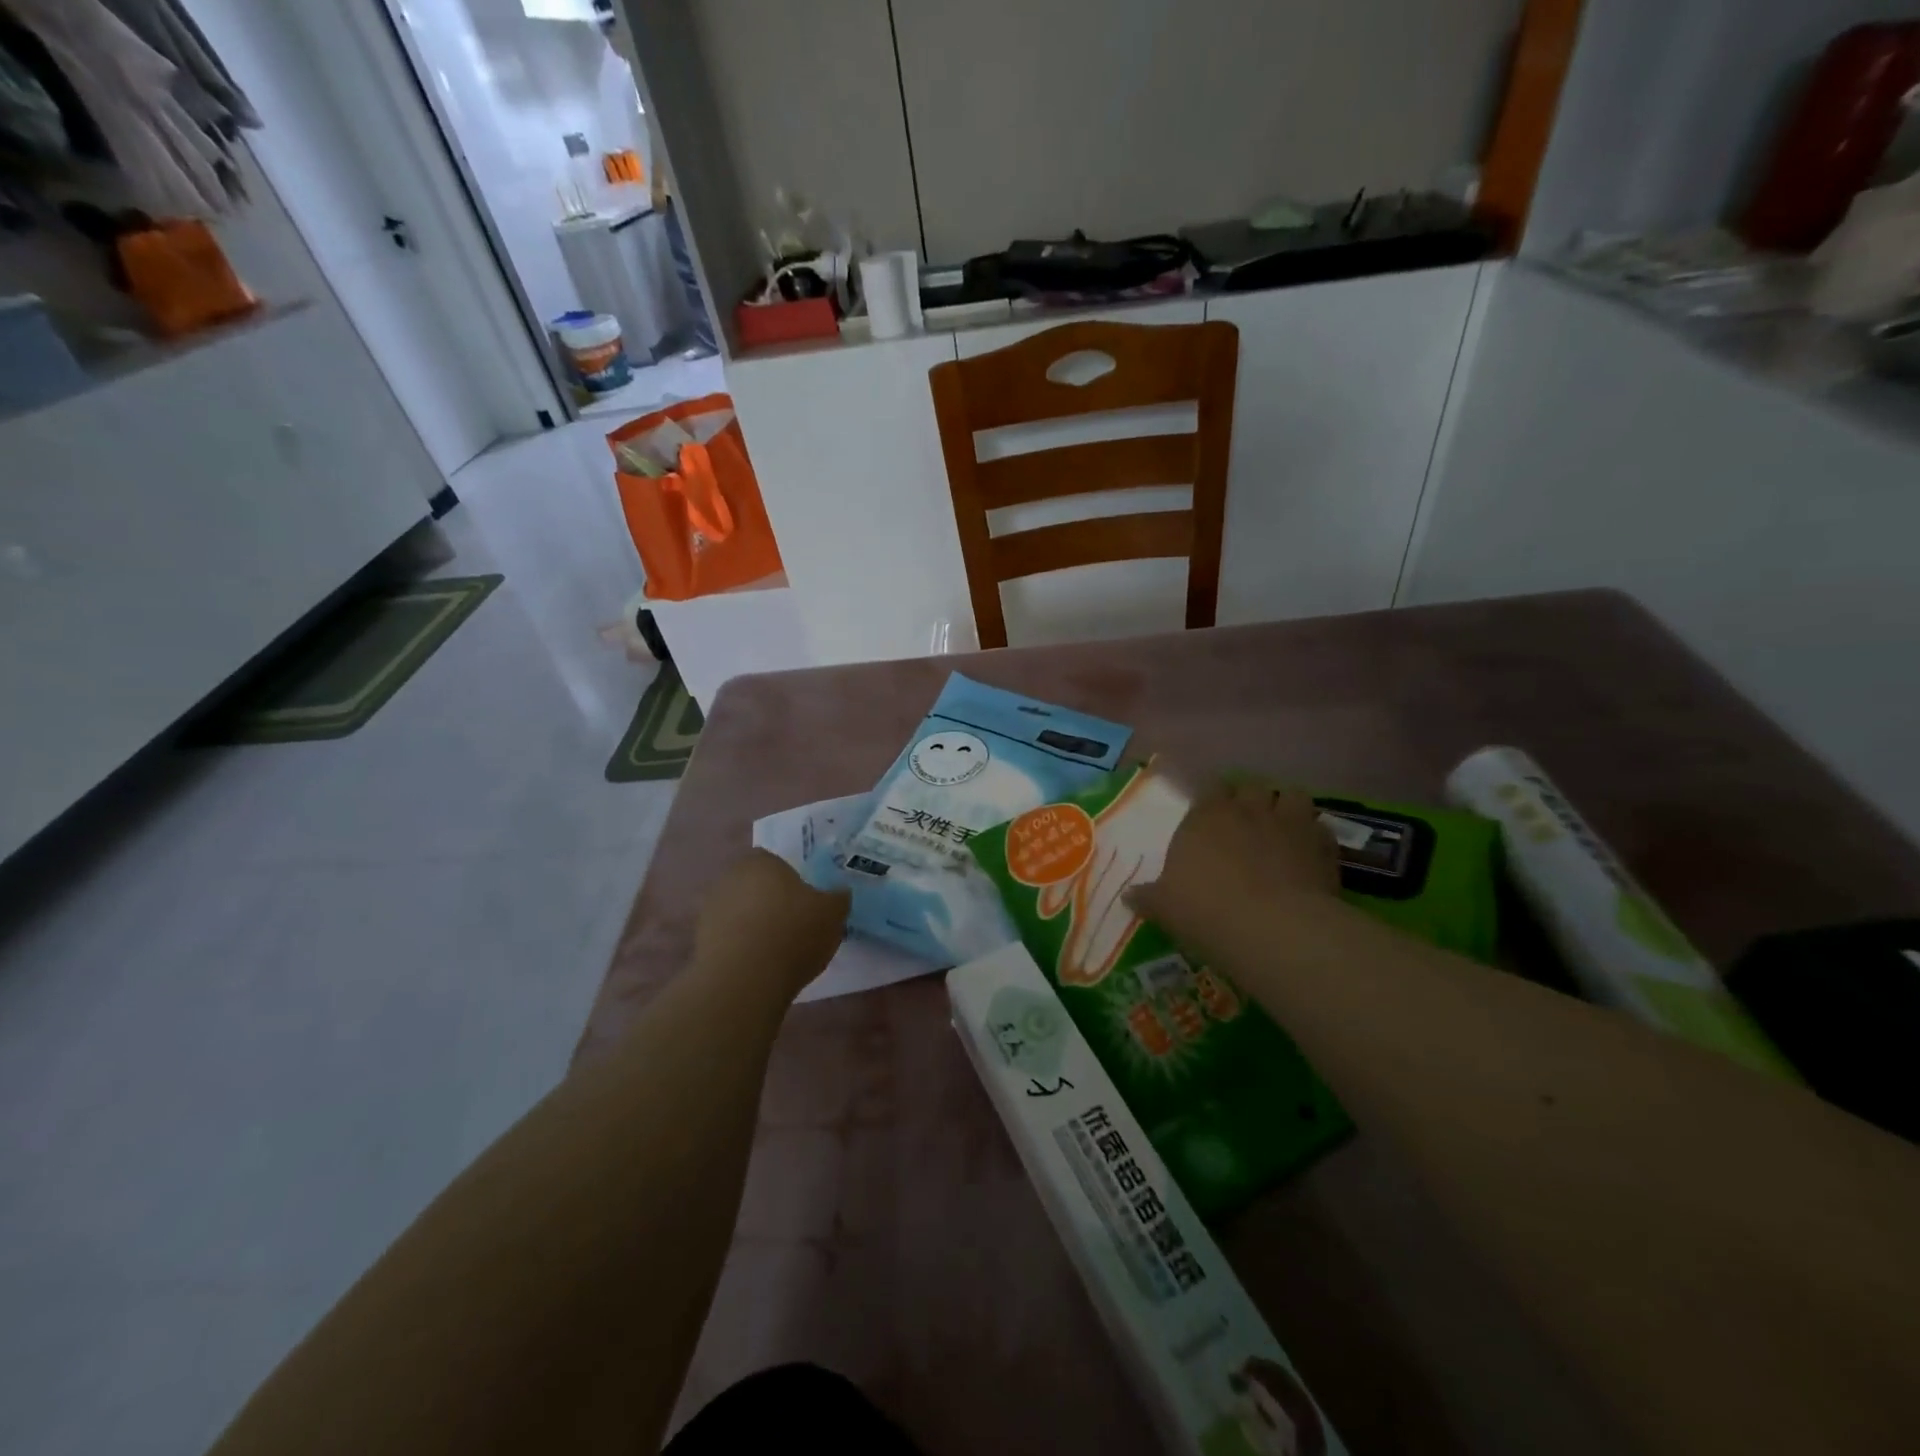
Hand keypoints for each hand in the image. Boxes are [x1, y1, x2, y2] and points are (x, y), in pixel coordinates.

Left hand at [693, 850, 850, 1000]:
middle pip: (756, 885)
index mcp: (762, 861)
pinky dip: (742, 946)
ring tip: (777, 951)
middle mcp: (731, 877)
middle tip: (794, 924)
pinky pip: (729, 936)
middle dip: (771, 900)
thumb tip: (839, 893)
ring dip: (754, 924)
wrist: (744, 980)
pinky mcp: (699, 940)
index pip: (777, 862)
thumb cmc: (793, 934)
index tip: (806, 902)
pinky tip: (759, 965)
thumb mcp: (833, 913)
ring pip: (740, 910)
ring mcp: (710, 909)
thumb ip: (838, 898)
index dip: (792, 881)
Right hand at [1126, 781, 1338, 962]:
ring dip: (1286, 807)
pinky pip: (1320, 829)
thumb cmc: (1207, 910)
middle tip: (1244, 822)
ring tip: (1281, 828)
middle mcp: (1248, 809)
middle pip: (1250, 786)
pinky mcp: (1324, 844)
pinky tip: (1308, 857)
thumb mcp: (1166, 908)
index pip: (1207, 788)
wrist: (1275, 929)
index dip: (1209, 799)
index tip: (1207, 814)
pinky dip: (1314, 838)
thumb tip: (1128, 896)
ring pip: (1292, 795)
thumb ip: (1148, 897)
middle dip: (1248, 799)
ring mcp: (1290, 822)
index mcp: (1206, 816)